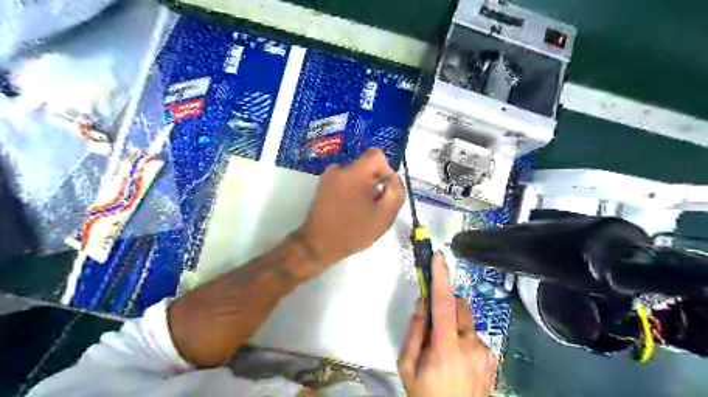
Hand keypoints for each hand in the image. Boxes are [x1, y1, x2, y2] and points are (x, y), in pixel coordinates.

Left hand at [298, 148, 402, 265]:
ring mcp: (328, 176)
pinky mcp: (323, 185)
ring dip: (363, 188)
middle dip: (375, 183)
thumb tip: (392, 178)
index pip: (377, 155)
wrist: (318, 244)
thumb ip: (396, 192)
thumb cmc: (353, 231)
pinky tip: (350, 209)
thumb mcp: (385, 215)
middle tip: (373, 206)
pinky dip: (352, 191)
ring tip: (361, 210)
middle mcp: (339, 169)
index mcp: (354, 173)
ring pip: (357, 175)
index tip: (384, 190)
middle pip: (367, 166)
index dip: (386, 170)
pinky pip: (345, 181)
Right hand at [398, 255, 495, 396]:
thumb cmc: (425, 394)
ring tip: (445, 350)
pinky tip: (458, 361)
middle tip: (432, 323)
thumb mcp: (408, 365)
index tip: (438, 257)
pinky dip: (464, 339)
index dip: (441, 277)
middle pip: (459, 306)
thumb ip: (415, 331)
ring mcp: (486, 353)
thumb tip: (422, 303)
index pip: (444, 303)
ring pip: (467, 321)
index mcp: (447, 348)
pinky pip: (475, 336)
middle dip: (446, 305)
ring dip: (454, 325)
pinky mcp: (493, 359)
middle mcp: (472, 346)